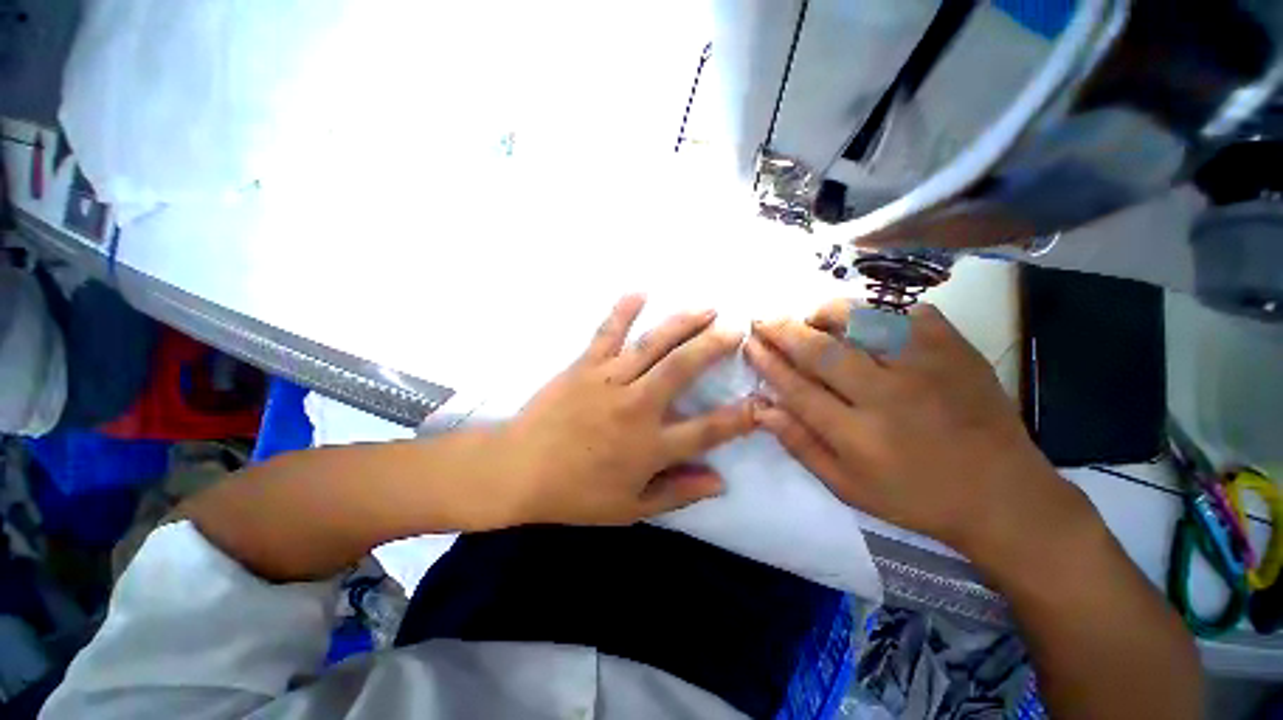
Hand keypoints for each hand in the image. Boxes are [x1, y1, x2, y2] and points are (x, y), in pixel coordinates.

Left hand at [495, 294, 756, 526]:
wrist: (517, 471)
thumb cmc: (576, 494)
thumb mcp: (630, 508)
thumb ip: (678, 494)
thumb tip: (721, 483)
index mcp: (649, 446)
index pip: (707, 431)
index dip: (739, 417)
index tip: (761, 400)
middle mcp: (636, 407)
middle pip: (683, 370)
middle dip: (714, 347)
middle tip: (737, 330)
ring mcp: (609, 381)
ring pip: (653, 345)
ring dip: (682, 323)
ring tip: (707, 308)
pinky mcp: (584, 366)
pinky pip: (607, 332)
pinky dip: (623, 310)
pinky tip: (641, 291)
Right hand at [743, 300, 1086, 558]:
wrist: (1003, 495)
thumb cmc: (915, 497)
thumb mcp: (847, 486)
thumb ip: (801, 445)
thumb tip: (762, 409)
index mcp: (859, 436)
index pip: (797, 388)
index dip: (767, 362)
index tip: (749, 343)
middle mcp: (888, 397)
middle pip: (822, 351)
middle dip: (783, 331)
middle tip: (763, 319)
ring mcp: (927, 368)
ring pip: (863, 322)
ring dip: (827, 313)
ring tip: (811, 316)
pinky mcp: (956, 350)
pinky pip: (910, 313)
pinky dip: (881, 311)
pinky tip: (868, 322)